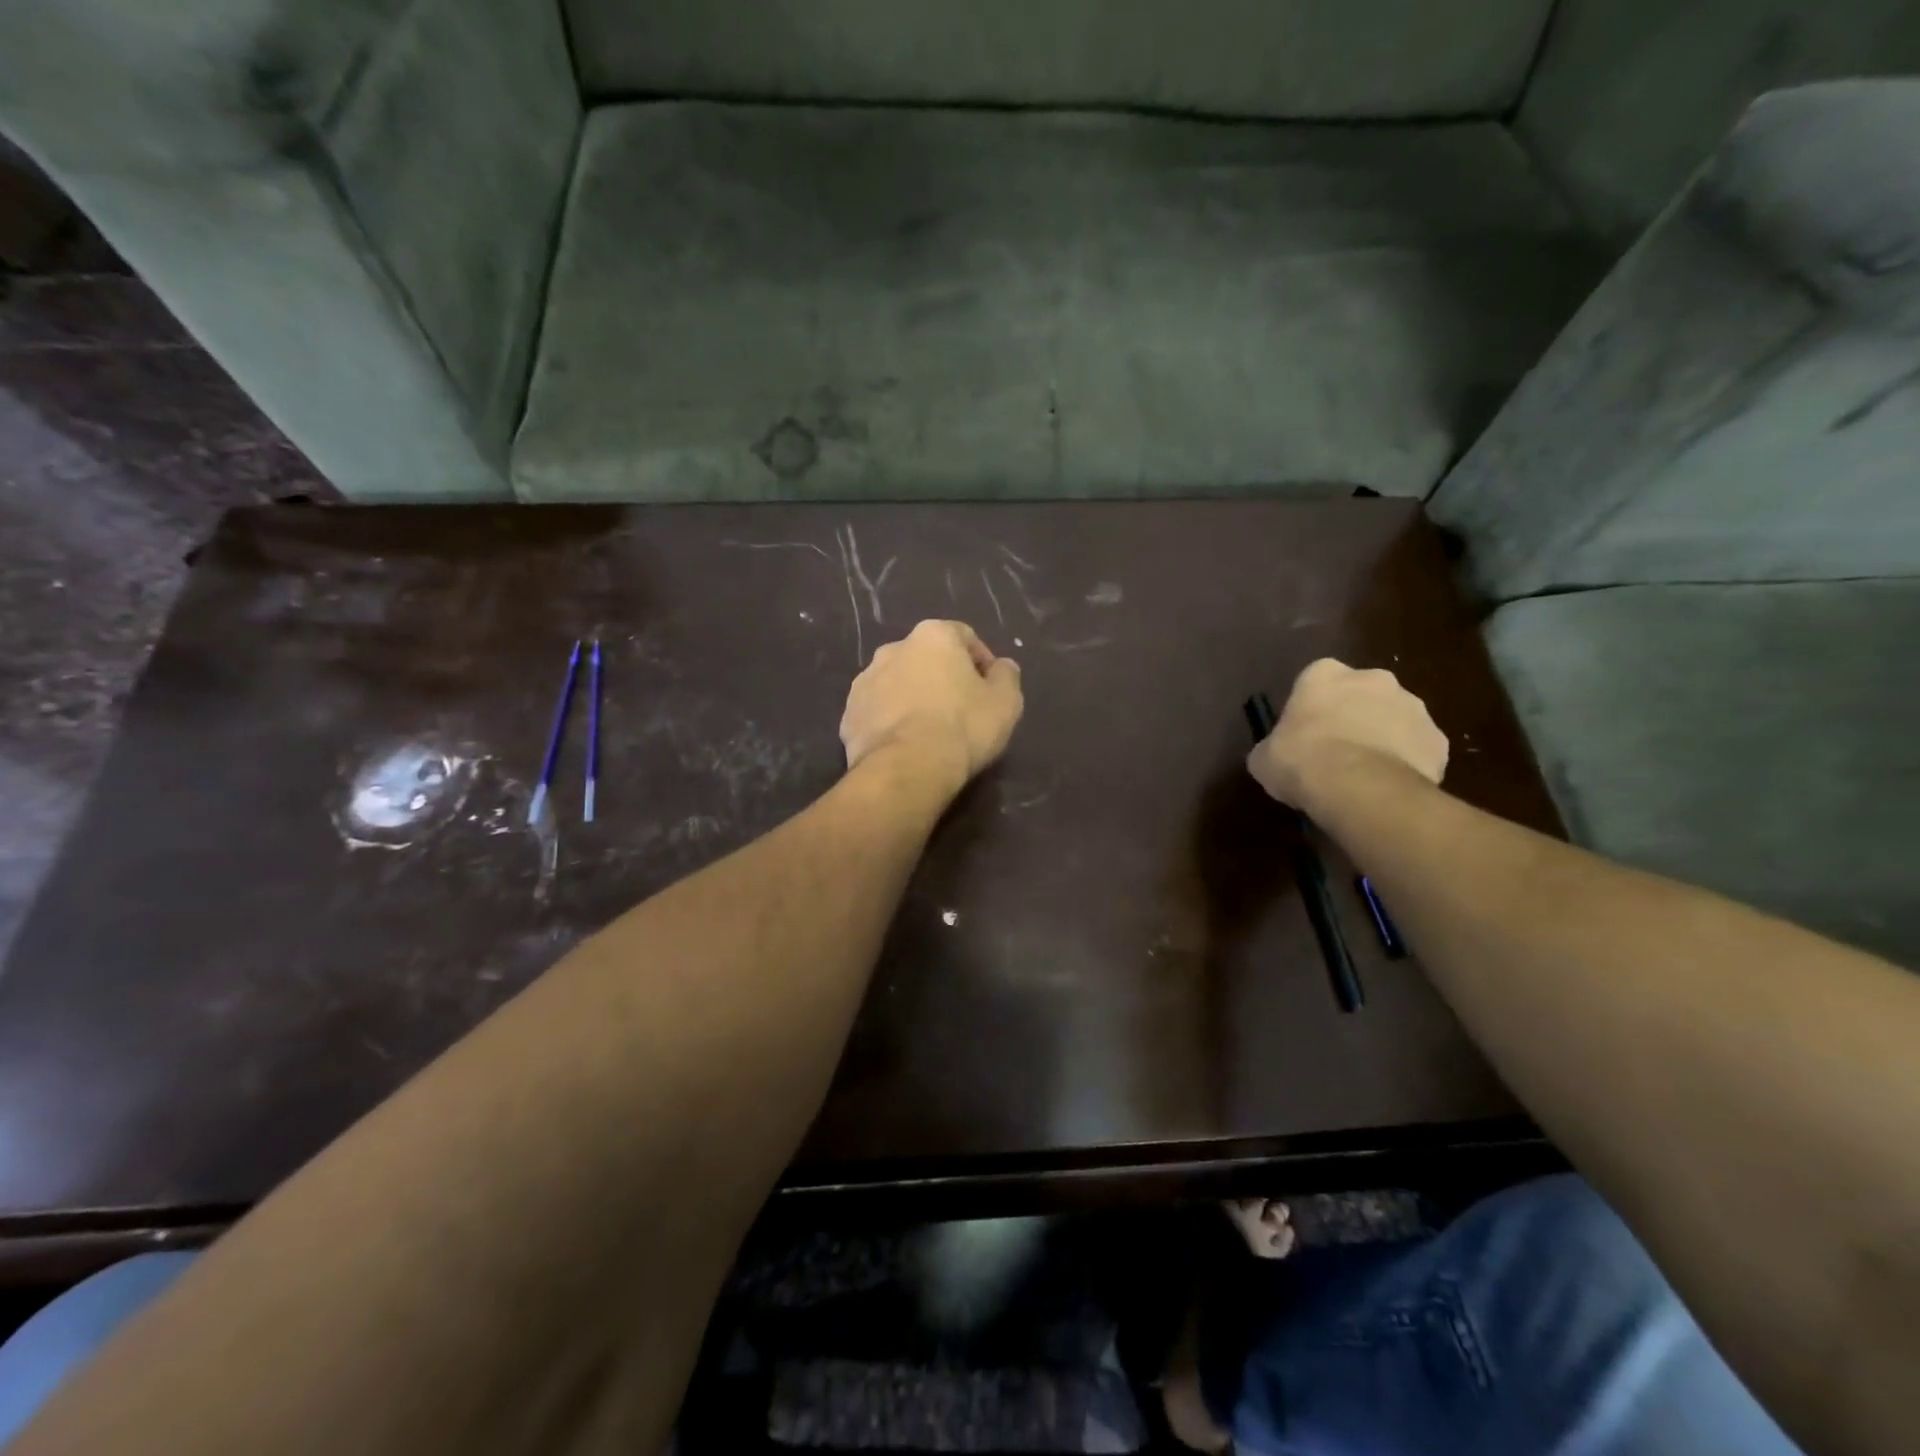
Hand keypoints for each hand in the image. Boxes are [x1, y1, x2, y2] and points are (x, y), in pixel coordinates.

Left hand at [841, 621, 1023, 794]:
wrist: (906, 768)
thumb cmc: (963, 727)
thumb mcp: (1006, 702)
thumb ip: (1006, 676)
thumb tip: (1001, 667)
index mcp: (933, 636)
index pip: (964, 637)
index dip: (981, 662)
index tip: (990, 690)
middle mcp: (893, 648)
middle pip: (926, 658)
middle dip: (942, 678)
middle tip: (960, 710)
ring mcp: (865, 681)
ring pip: (898, 684)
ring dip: (913, 698)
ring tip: (929, 731)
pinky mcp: (849, 715)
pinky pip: (878, 712)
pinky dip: (891, 722)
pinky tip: (905, 746)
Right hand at [1247, 658, 1447, 811]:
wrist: (1358, 786)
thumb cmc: (1301, 761)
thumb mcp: (1264, 758)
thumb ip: (1273, 747)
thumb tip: (1275, 755)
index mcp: (1324, 674)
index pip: (1315, 681)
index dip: (1311, 709)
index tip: (1304, 734)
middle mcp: (1373, 678)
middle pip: (1361, 694)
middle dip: (1354, 716)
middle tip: (1337, 752)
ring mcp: (1412, 706)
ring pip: (1394, 719)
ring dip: (1383, 738)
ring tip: (1365, 775)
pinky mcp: (1438, 738)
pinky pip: (1418, 748)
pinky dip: (1407, 763)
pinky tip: (1389, 787)